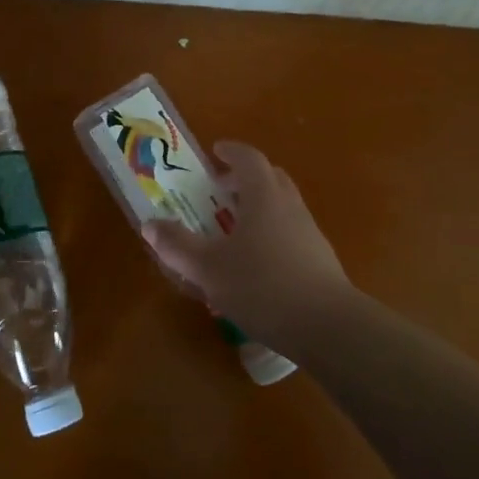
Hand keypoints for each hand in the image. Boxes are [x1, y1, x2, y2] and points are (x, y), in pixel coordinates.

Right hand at [142, 140, 359, 351]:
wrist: (328, 327)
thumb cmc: (262, 286)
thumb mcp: (208, 269)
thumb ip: (177, 246)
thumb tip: (150, 224)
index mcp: (264, 197)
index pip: (249, 158)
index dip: (231, 151)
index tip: (215, 151)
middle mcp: (290, 206)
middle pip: (270, 178)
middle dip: (244, 179)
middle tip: (220, 191)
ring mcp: (309, 232)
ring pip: (282, 207)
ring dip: (258, 209)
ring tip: (232, 233)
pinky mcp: (319, 260)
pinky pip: (290, 234)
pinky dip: (271, 236)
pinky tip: (255, 268)